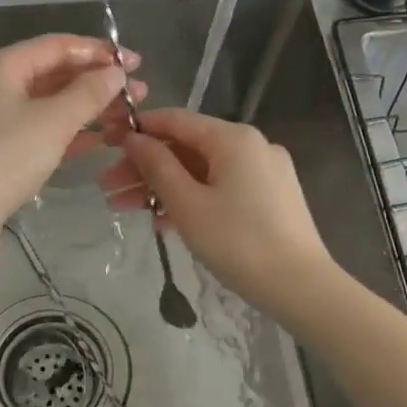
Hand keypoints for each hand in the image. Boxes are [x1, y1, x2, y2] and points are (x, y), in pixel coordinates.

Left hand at [0, 34, 146, 252]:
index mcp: (1, 66)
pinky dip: (69, 130)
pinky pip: (41, 128)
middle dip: (97, 81)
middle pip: (54, 73)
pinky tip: (101, 139)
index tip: (136, 63)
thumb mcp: (54, 121)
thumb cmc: (6, 157)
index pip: (57, 46)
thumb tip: (116, 72)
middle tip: (139, 92)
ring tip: (128, 115)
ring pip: (50, 103)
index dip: (99, 52)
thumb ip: (89, 93)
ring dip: (88, 107)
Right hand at [100, 108, 333, 317]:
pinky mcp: (270, 197)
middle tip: (108, 189)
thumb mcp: (188, 204)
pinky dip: (192, 198)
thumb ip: (157, 166)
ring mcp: (264, 171)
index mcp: (234, 138)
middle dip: (145, 168)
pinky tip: (162, 220)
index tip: (106, 145)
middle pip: (187, 148)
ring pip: (202, 170)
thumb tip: (133, 138)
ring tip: (125, 209)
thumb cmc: (238, 242)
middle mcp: (252, 145)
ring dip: (163, 187)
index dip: (138, 130)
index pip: (176, 120)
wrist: (300, 286)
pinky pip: (221, 187)